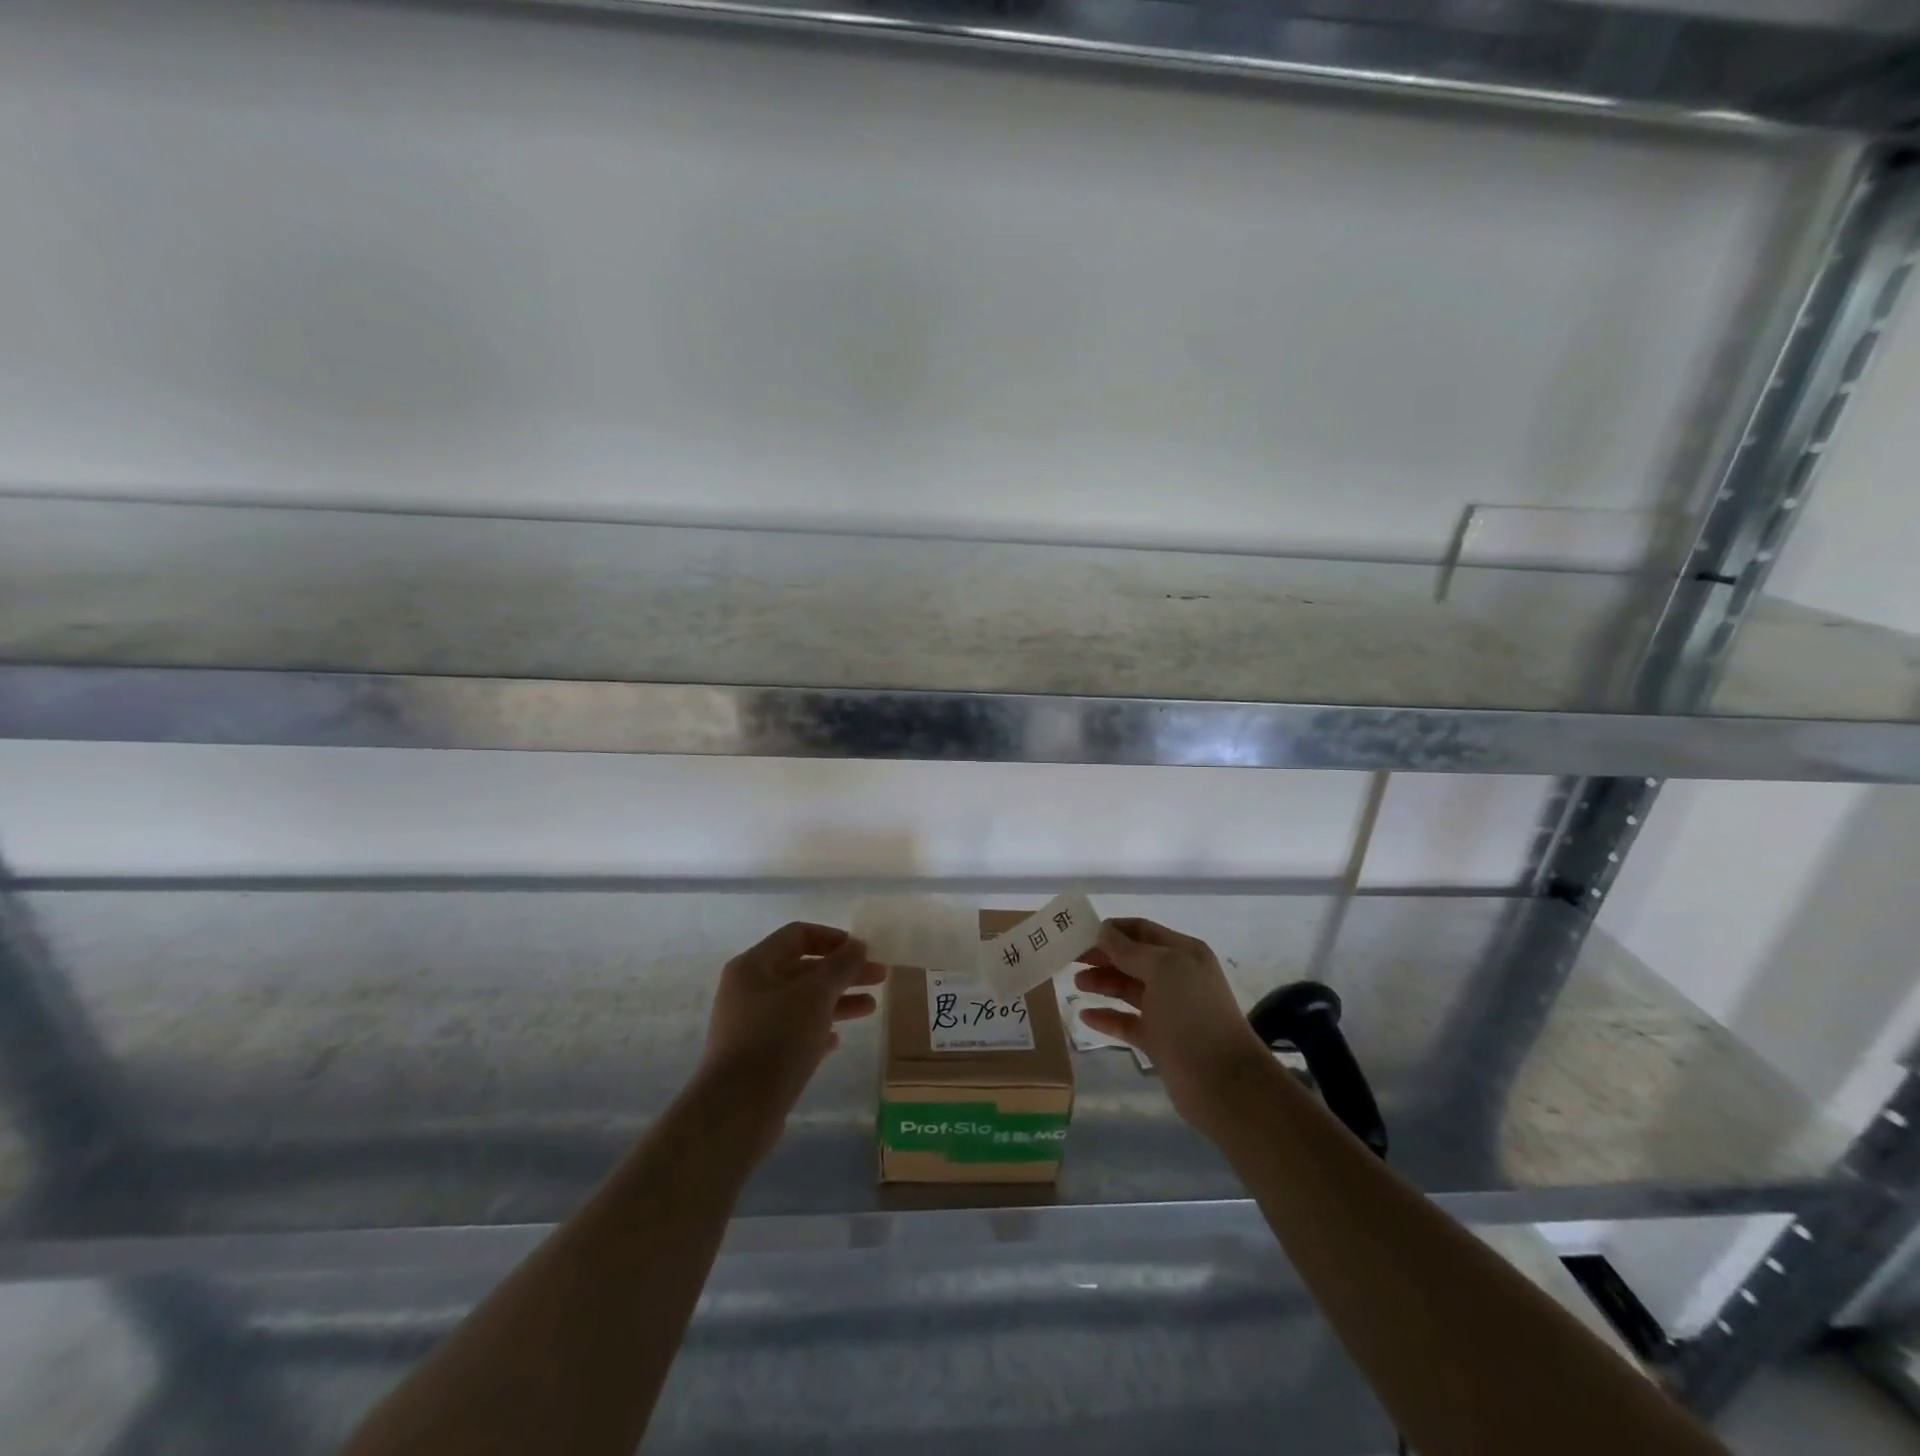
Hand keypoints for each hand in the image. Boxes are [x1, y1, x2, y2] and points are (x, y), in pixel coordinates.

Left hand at [696, 922, 886, 1137]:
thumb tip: (858, 944)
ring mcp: (751, 1025)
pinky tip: (838, 1040)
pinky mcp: (757, 1057)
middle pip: (803, 968)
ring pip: (802, 1002)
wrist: (736, 1111)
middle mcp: (749, 989)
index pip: (798, 935)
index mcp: (755, 965)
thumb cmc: (777, 1039)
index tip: (864, 951)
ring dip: (837, 1001)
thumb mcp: (816, 995)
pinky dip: (818, 1030)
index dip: (834, 938)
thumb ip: (841, 966)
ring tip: (871, 1009)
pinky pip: (793, 1033)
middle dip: (843, 972)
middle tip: (880, 979)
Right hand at [1074, 917, 1274, 1138]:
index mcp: (1183, 953)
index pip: (1142, 930)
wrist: (1223, 1083)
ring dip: (1102, 983)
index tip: (1079, 932)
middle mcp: (1176, 977)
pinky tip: (1086, 1016)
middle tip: (1069, 958)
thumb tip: (1104, 931)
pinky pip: (1127, 1022)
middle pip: (1132, 958)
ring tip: (1076, 984)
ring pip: (1128, 989)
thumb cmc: (1193, 1015)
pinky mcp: (1159, 1040)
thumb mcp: (1163, 970)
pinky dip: (1107, 1017)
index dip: (1112, 929)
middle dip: (1102, 955)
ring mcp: (1168, 1010)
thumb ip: (1130, 950)